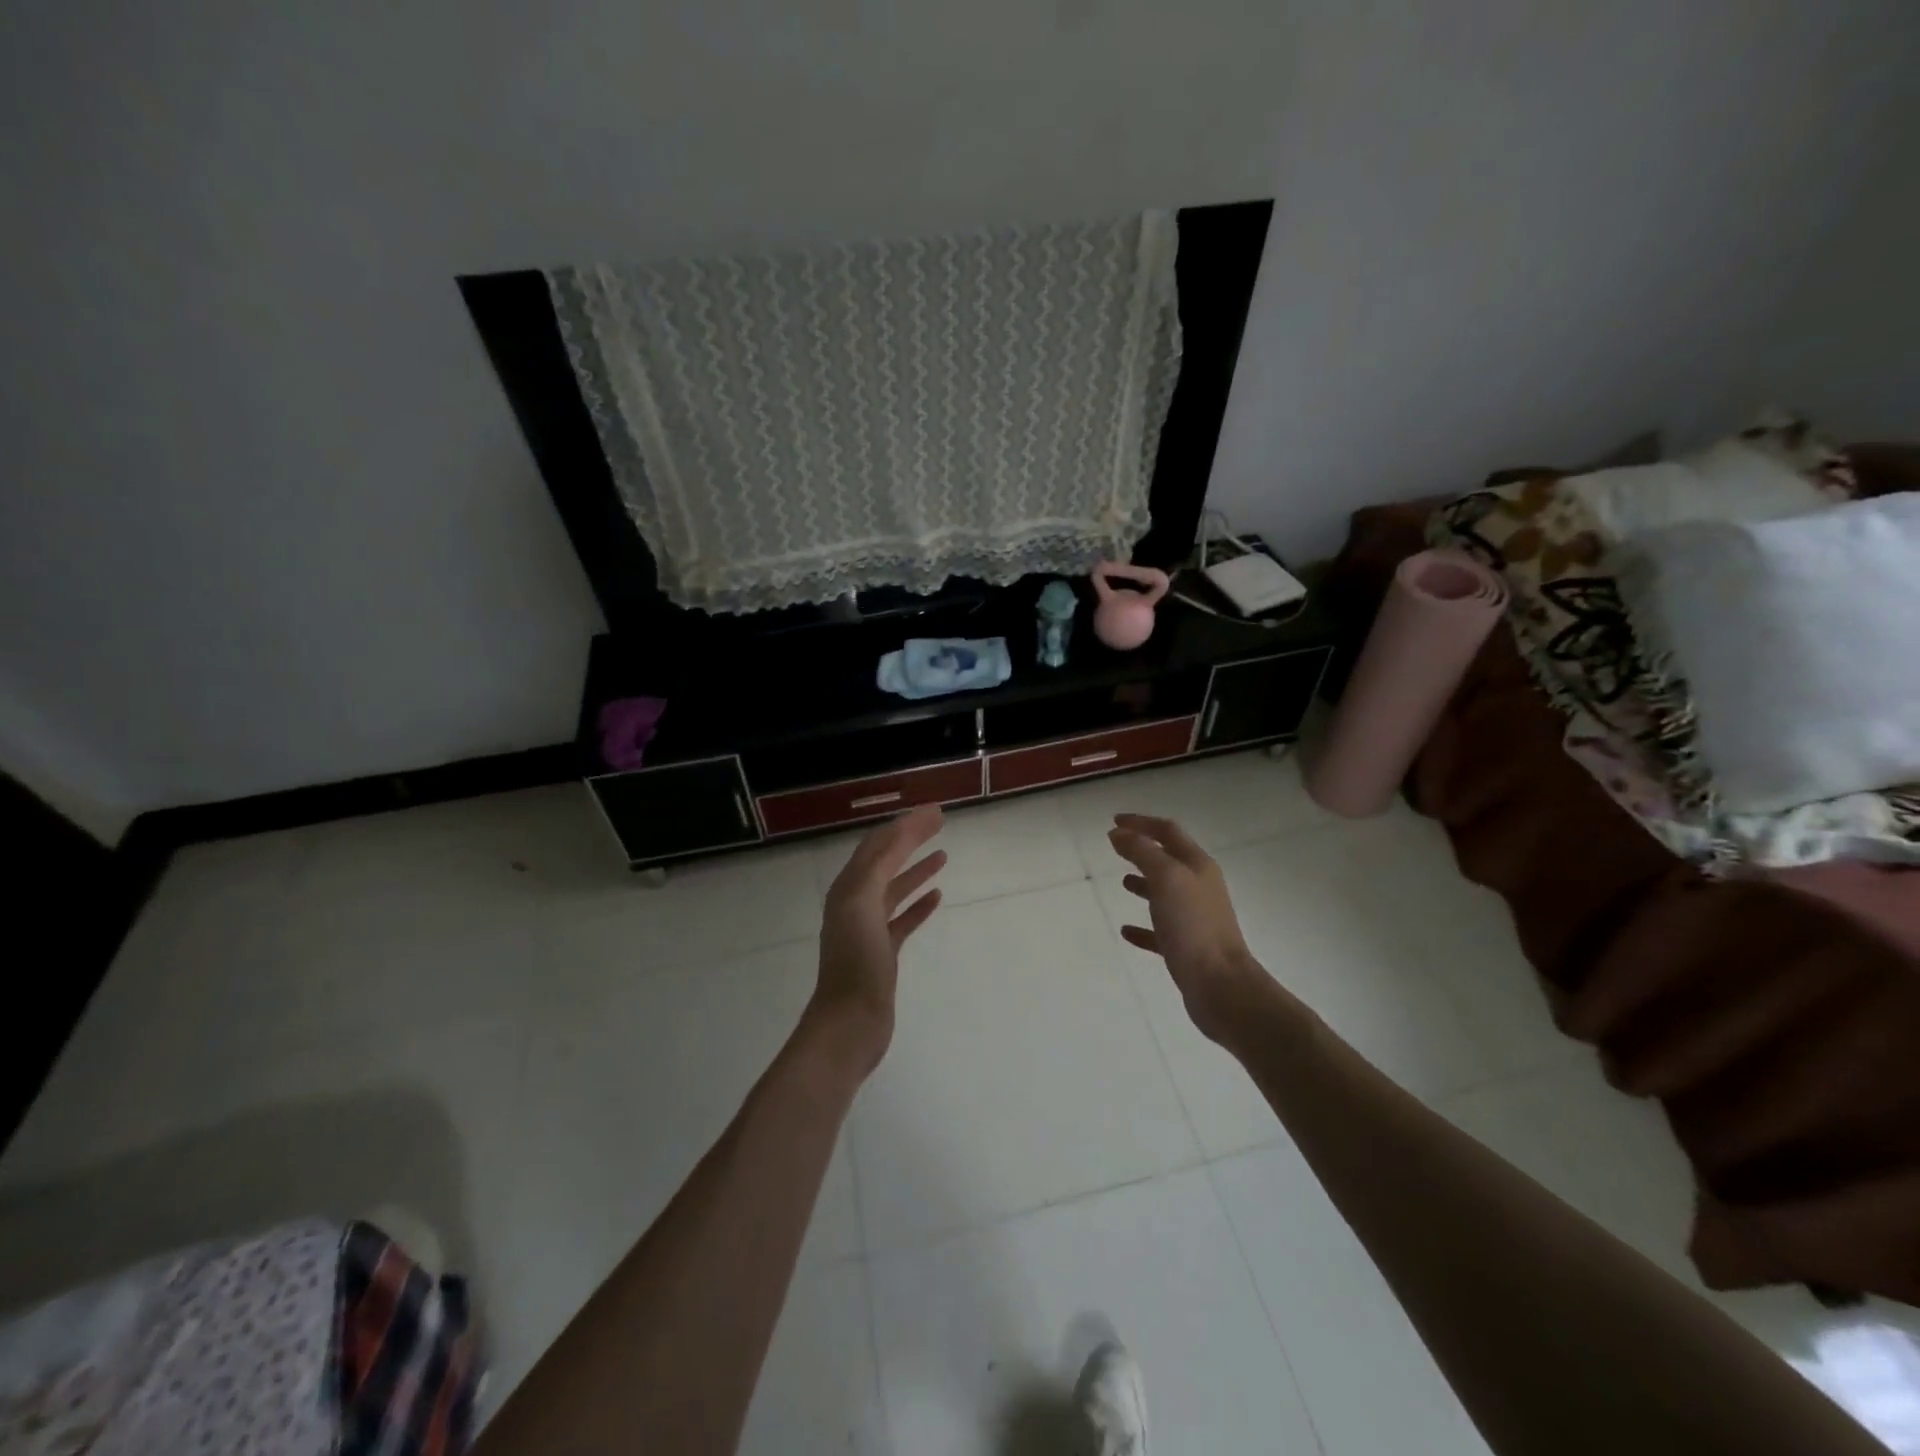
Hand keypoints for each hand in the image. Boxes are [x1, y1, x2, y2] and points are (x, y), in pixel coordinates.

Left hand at [809, 805, 946, 1076]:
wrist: (850, 1022)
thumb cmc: (856, 961)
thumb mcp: (864, 902)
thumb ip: (883, 864)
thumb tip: (901, 829)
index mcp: (848, 888)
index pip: (878, 845)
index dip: (904, 825)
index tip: (934, 811)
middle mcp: (855, 902)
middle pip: (886, 861)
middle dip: (910, 839)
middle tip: (940, 822)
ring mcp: (869, 929)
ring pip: (895, 889)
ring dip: (916, 869)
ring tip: (943, 854)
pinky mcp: (883, 952)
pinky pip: (903, 919)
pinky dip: (919, 904)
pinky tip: (937, 896)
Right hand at [1108, 813, 1268, 1043]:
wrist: (1221, 986)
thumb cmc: (1193, 925)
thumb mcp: (1165, 878)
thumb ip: (1142, 852)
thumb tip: (1118, 833)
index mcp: (1197, 866)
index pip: (1168, 832)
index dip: (1142, 822)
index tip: (1114, 820)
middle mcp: (1199, 887)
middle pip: (1169, 859)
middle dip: (1143, 849)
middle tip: (1116, 846)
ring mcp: (1194, 919)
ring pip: (1165, 893)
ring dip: (1144, 883)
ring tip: (1122, 881)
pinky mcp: (1186, 948)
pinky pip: (1160, 931)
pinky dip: (1143, 926)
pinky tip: (1126, 930)